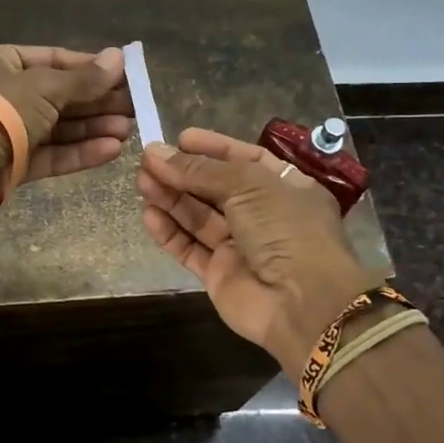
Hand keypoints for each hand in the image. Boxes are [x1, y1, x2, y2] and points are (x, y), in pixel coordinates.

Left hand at [0, 44, 132, 222]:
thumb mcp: (44, 87)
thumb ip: (83, 79)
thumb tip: (119, 57)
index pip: (53, 60)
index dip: (90, 67)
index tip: (124, 75)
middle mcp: (3, 94)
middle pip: (58, 96)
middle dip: (96, 102)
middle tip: (134, 107)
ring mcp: (7, 132)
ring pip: (57, 128)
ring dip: (92, 128)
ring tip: (129, 130)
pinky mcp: (12, 165)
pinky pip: (51, 155)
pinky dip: (79, 153)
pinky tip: (111, 151)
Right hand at [137, 128, 374, 378]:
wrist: (302, 303)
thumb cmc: (285, 229)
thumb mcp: (247, 185)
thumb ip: (200, 170)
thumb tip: (155, 152)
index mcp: (284, 187)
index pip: (245, 159)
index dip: (213, 148)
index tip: (180, 138)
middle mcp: (263, 215)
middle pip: (216, 188)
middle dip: (183, 173)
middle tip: (147, 161)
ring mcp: (241, 246)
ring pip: (199, 217)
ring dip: (171, 198)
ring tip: (141, 181)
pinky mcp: (220, 274)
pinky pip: (190, 248)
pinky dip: (170, 232)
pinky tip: (149, 215)